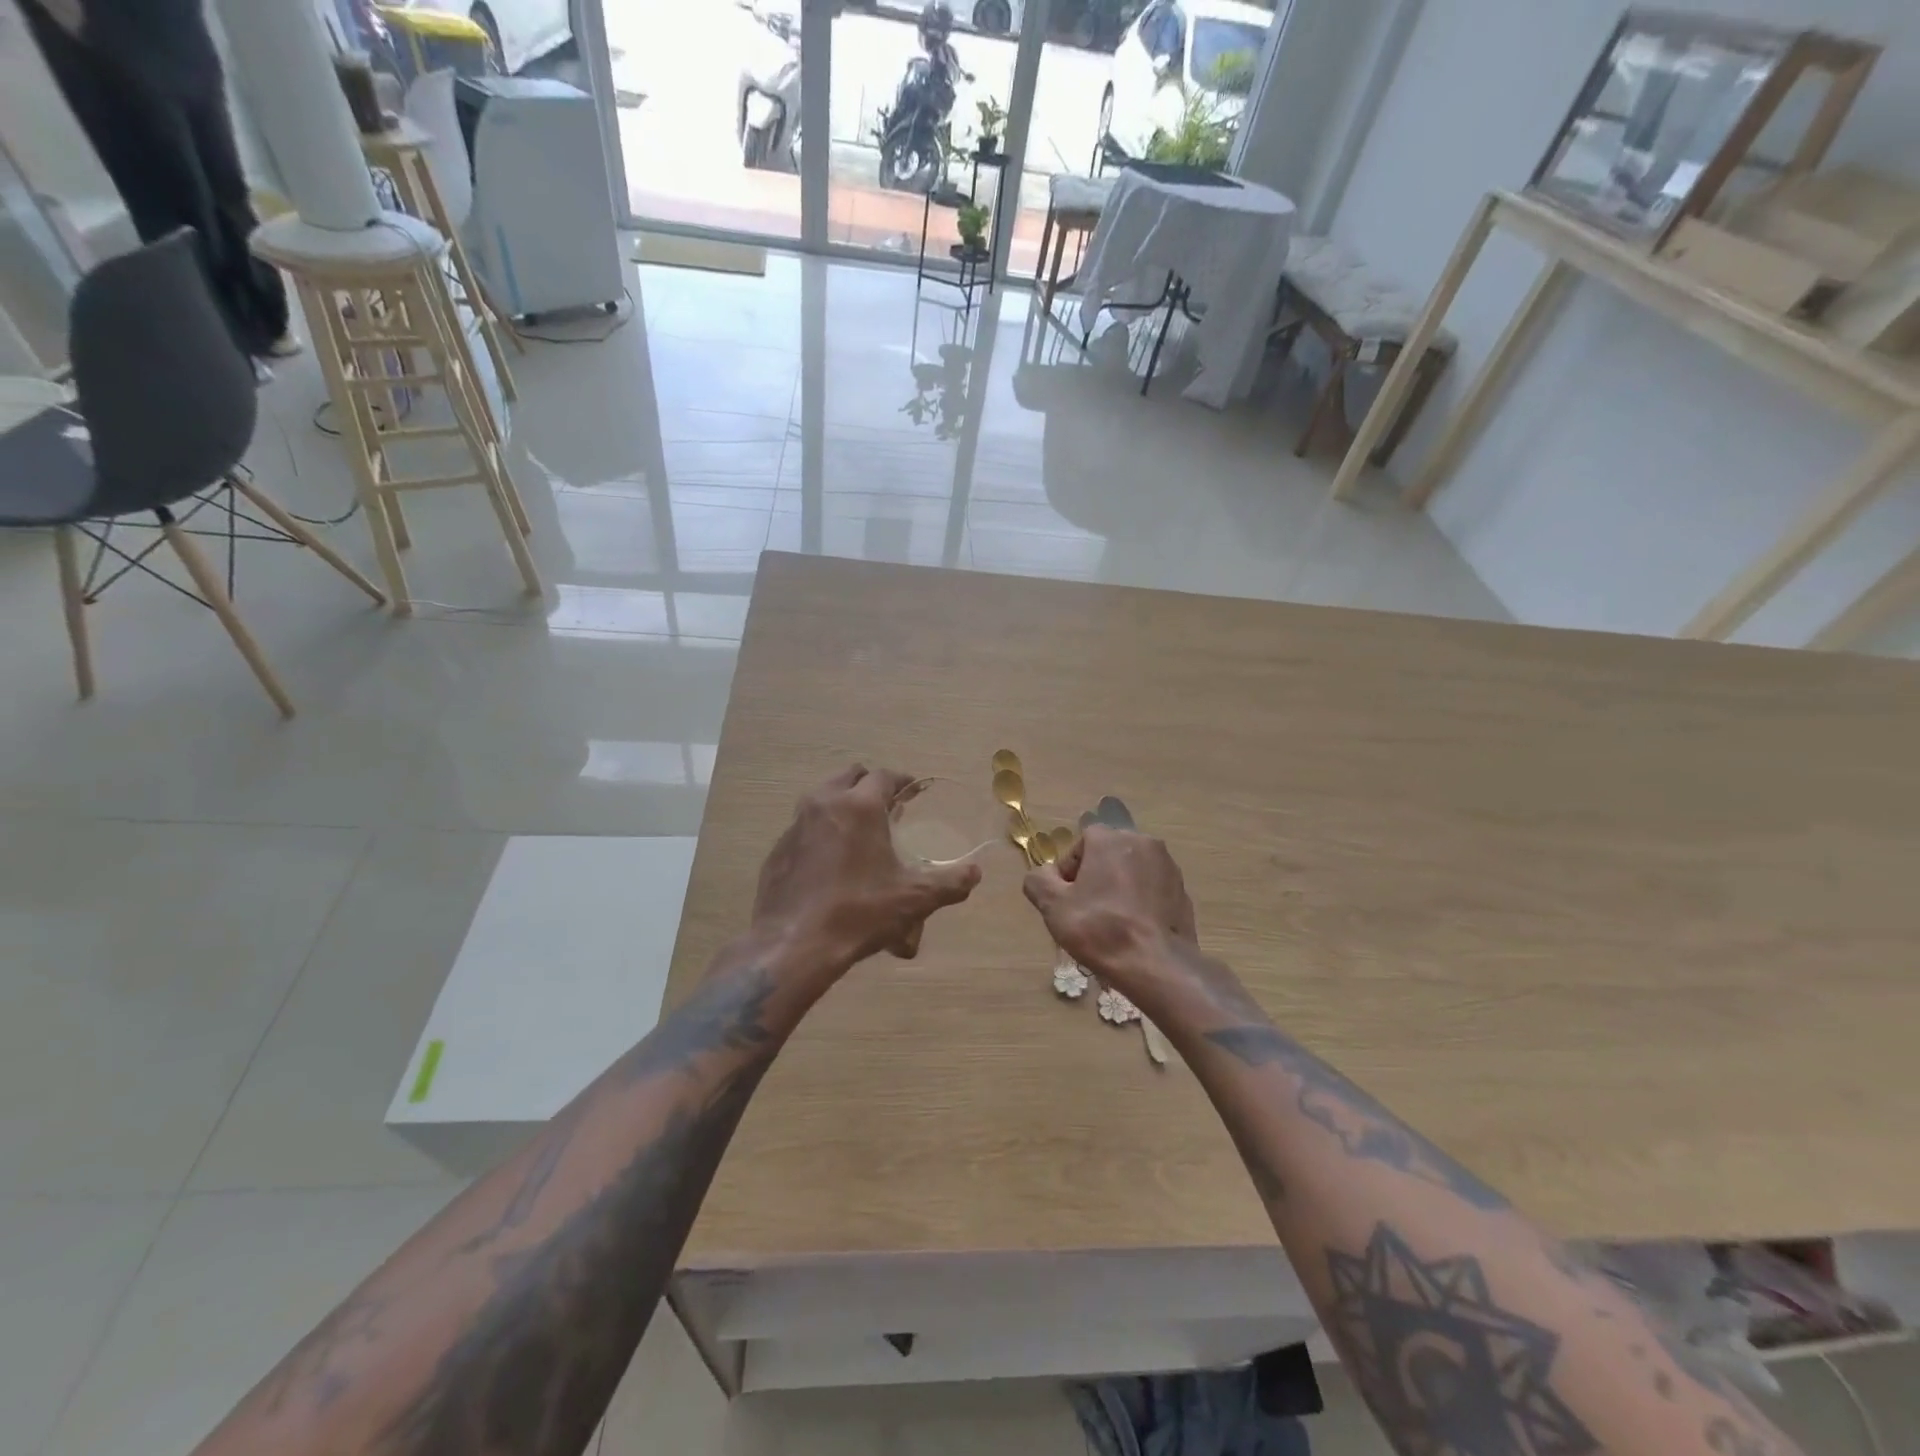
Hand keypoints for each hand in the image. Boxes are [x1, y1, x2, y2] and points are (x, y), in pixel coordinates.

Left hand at [751, 765, 981, 991]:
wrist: (793, 945)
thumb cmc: (859, 913)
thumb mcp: (913, 899)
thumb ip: (950, 883)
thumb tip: (975, 873)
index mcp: (859, 806)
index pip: (884, 776)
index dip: (902, 781)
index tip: (913, 792)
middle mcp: (824, 804)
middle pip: (849, 776)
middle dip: (870, 784)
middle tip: (888, 807)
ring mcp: (795, 825)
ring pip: (822, 797)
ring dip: (843, 803)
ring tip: (860, 830)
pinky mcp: (778, 849)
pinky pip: (804, 826)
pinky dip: (821, 830)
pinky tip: (831, 860)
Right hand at [1022, 825, 1209, 1011]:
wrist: (1157, 965)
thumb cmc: (1100, 929)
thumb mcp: (1053, 906)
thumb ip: (1038, 880)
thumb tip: (1045, 874)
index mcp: (1110, 839)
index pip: (1082, 842)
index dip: (1070, 870)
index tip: (1068, 898)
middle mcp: (1143, 842)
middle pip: (1109, 854)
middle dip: (1096, 876)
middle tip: (1087, 911)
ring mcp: (1168, 866)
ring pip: (1132, 871)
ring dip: (1119, 888)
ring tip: (1112, 923)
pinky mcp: (1183, 891)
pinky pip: (1152, 890)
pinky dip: (1141, 902)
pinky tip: (1134, 929)